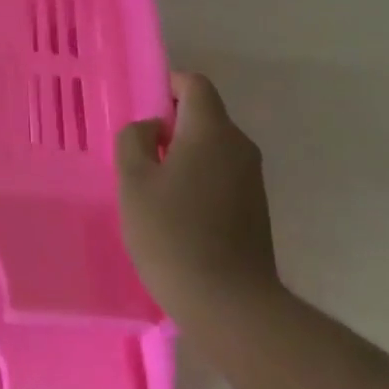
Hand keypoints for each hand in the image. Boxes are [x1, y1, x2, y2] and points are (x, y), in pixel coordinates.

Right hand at [116, 70, 280, 321]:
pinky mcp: (255, 208)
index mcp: (211, 131)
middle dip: (169, 125)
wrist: (229, 304)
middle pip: (204, 115)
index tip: (141, 110)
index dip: (166, 86)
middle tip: (136, 152)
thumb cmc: (172, 233)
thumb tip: (149, 128)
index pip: (194, 85)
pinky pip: (221, 173)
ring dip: (182, 154)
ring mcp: (252, 179)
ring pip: (212, 147)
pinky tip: (174, 211)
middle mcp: (239, 146)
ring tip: (151, 186)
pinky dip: (197, 178)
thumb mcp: (133, 181)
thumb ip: (133, 141)